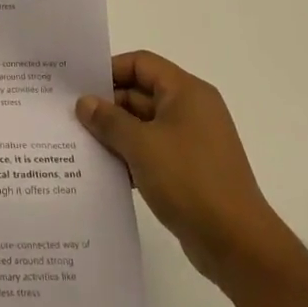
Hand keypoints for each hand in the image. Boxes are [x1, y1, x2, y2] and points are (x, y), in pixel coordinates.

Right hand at [77, 51, 290, 289]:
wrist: (236, 243)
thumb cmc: (189, 180)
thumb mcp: (141, 145)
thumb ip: (109, 120)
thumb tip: (85, 102)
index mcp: (187, 92)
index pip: (141, 64)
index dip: (109, 70)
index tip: (78, 87)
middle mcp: (192, 110)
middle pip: (141, 93)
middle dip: (107, 106)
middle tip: (71, 118)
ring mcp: (192, 141)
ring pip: (144, 125)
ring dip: (115, 133)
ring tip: (80, 144)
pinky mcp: (189, 169)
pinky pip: (152, 150)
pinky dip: (130, 155)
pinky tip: (104, 170)